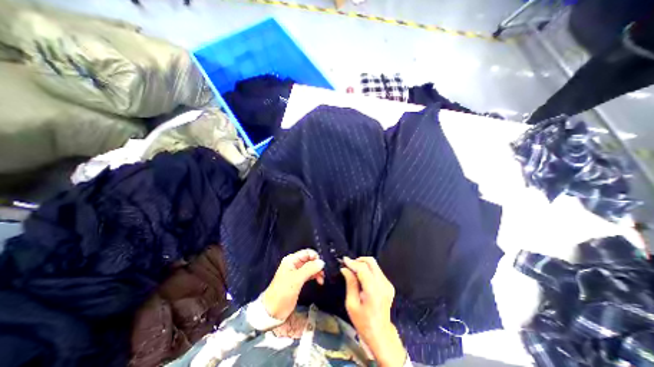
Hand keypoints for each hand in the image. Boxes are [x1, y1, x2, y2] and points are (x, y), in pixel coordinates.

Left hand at [263, 249, 325, 320]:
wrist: (273, 311)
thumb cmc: (283, 292)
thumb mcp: (297, 279)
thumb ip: (310, 269)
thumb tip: (322, 262)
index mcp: (291, 260)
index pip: (307, 252)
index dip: (315, 257)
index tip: (321, 266)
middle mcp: (294, 263)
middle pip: (309, 259)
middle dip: (317, 265)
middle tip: (323, 274)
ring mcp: (296, 272)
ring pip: (310, 267)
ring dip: (317, 271)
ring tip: (321, 279)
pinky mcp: (298, 280)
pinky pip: (309, 274)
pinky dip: (314, 276)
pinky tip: (319, 281)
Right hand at [340, 257, 406, 366]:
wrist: (380, 333)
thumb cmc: (363, 321)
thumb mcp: (351, 304)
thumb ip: (350, 283)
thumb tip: (345, 269)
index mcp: (373, 290)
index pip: (363, 268)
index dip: (352, 262)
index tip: (344, 260)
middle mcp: (383, 284)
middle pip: (371, 262)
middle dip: (359, 260)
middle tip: (349, 265)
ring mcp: (388, 284)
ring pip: (375, 265)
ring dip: (363, 264)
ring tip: (354, 271)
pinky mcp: (389, 285)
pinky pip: (377, 271)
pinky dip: (368, 269)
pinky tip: (362, 277)